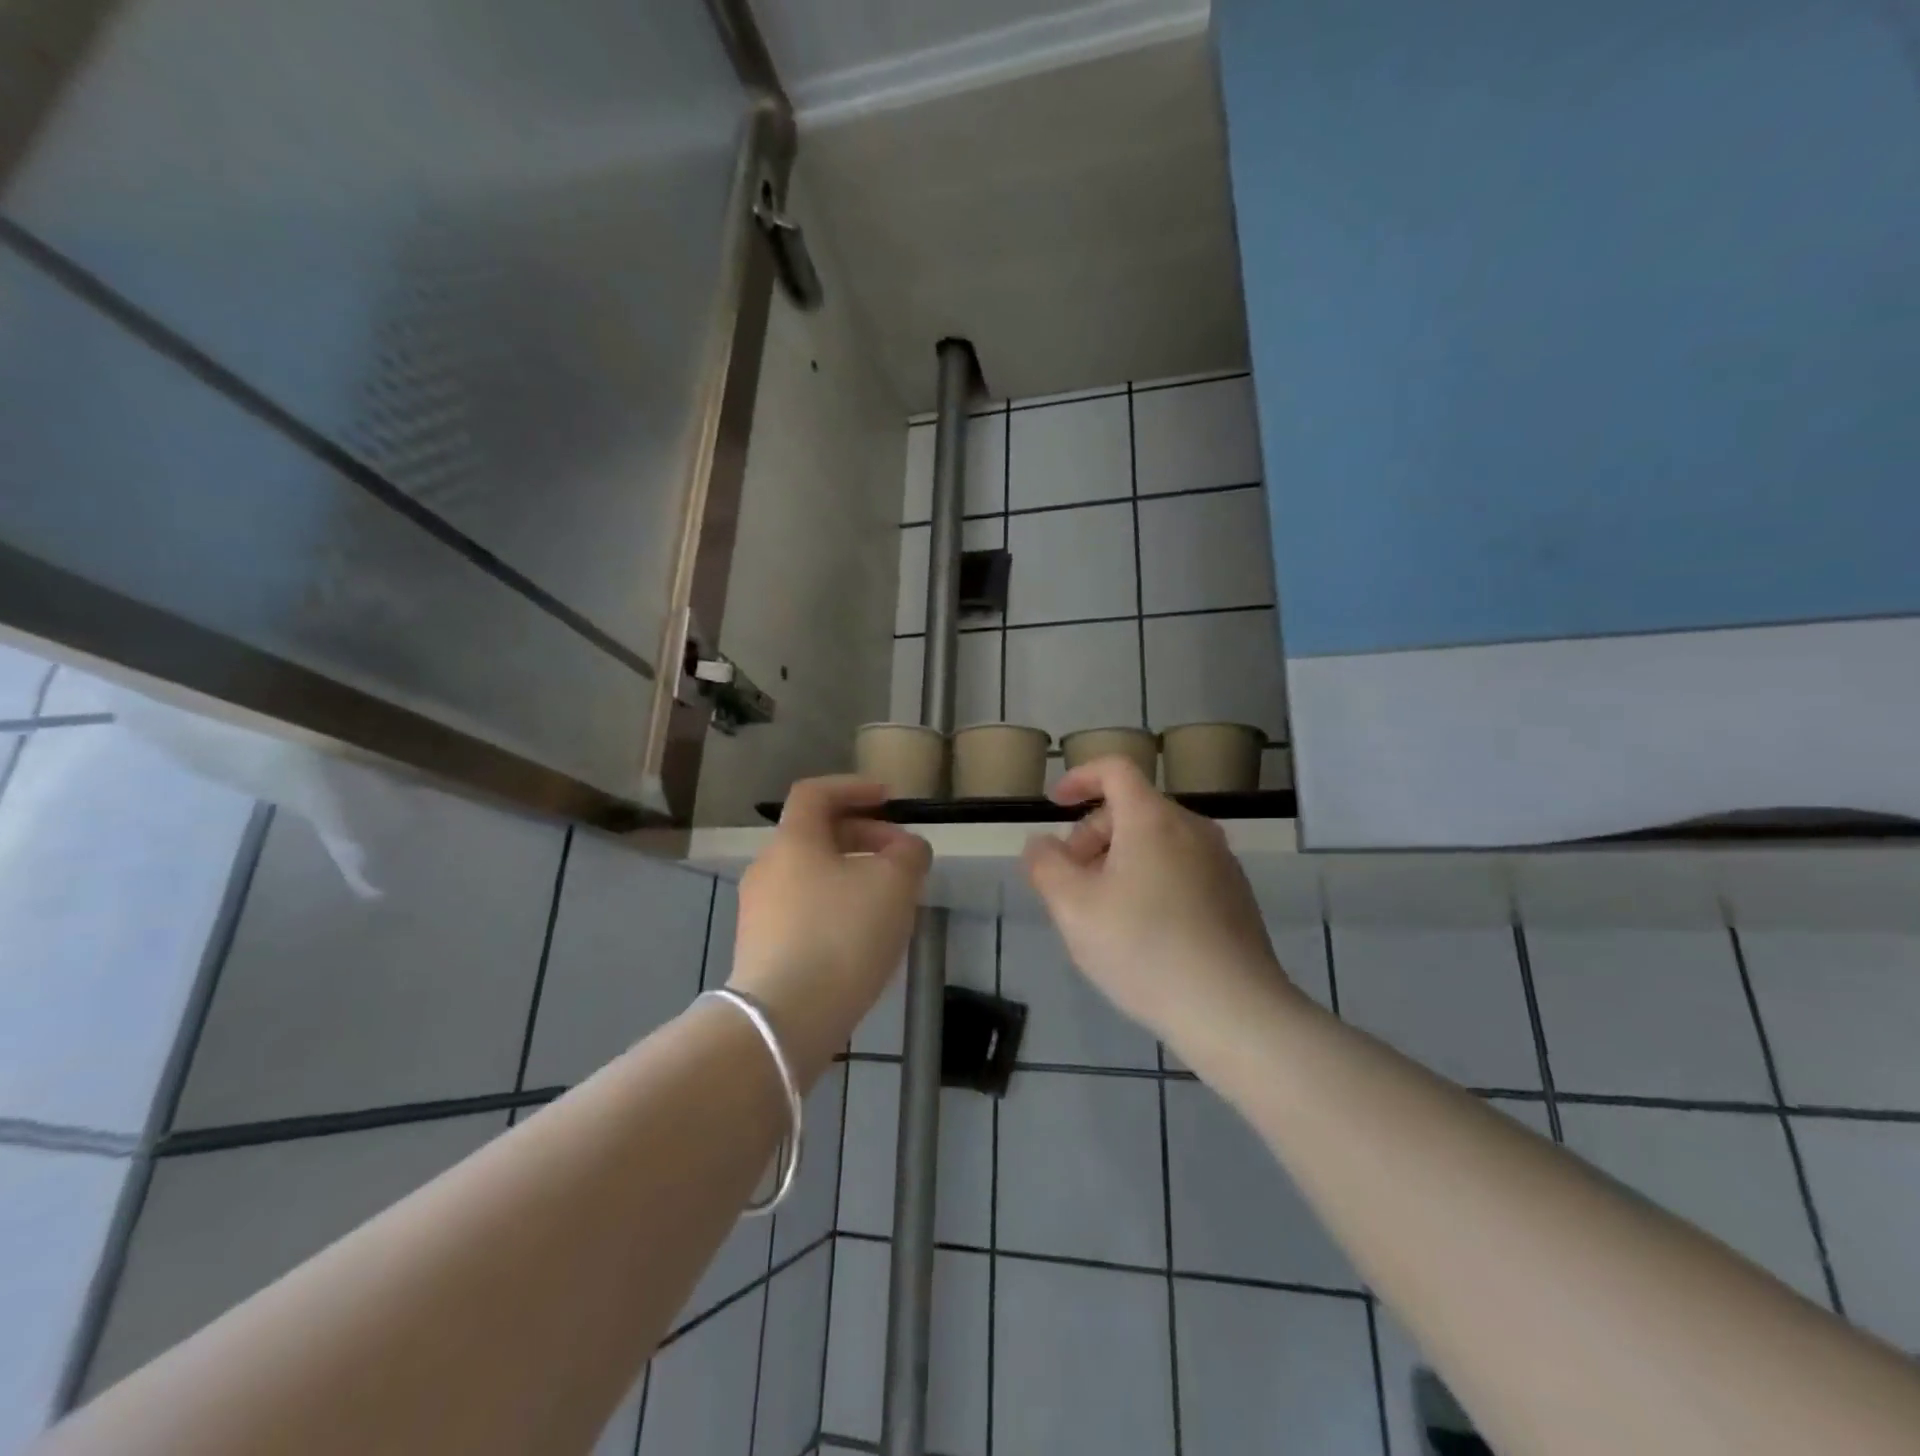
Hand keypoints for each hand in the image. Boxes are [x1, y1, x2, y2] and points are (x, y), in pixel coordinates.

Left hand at [730, 776, 930, 1080]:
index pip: (816, 792)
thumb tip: (907, 848)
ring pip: (813, 875)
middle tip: (901, 857)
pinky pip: (805, 910)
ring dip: (852, 875)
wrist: (785, 1018)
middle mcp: (768, 868)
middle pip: (816, 835)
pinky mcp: (762, 948)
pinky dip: (836, 907)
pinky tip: (863, 936)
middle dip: (863, 837)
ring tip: (890, 900)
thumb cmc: (841, 935)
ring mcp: (759, 911)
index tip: (889, 799)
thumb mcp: (894, 884)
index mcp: (793, 841)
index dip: (854, 787)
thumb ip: (908, 854)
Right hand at [1022, 757, 1294, 1046]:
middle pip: (1133, 808)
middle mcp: (1193, 828)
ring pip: (1157, 841)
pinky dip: (1150, 878)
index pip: (1115, 769)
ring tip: (1102, 911)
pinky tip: (1143, 932)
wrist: (1233, 1011)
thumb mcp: (1073, 908)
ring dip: (1119, 860)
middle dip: (1092, 834)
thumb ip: (1046, 865)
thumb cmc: (1143, 949)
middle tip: (1070, 881)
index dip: (1079, 777)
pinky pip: (1181, 867)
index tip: (1054, 803)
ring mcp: (1221, 862)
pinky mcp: (1235, 895)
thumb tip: (1042, 843)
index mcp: (1153, 819)